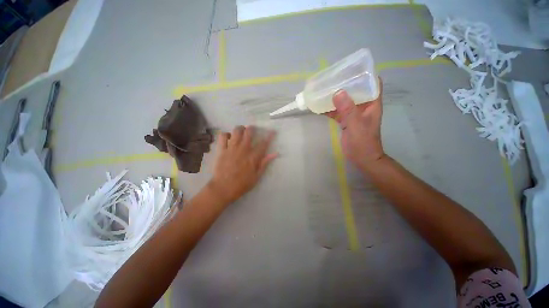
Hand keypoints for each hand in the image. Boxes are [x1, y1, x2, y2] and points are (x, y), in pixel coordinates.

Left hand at [209, 126, 277, 203]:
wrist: (223, 188)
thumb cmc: (242, 184)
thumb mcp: (257, 176)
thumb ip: (265, 163)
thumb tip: (275, 153)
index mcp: (253, 156)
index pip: (264, 143)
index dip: (269, 136)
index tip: (273, 131)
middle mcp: (243, 149)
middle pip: (249, 132)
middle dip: (252, 129)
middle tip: (252, 131)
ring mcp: (231, 148)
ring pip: (236, 131)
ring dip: (240, 129)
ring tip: (241, 133)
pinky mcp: (221, 149)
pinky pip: (222, 136)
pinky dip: (226, 135)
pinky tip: (228, 138)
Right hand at [325, 78, 384, 168]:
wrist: (362, 158)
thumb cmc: (363, 143)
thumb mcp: (356, 125)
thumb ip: (348, 110)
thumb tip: (337, 92)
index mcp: (371, 103)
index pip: (372, 82)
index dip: (364, 74)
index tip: (351, 68)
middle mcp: (363, 106)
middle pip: (355, 90)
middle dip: (344, 83)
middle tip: (331, 77)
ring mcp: (354, 113)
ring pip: (344, 101)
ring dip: (334, 96)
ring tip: (323, 89)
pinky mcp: (346, 121)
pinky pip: (337, 111)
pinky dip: (329, 109)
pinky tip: (319, 106)